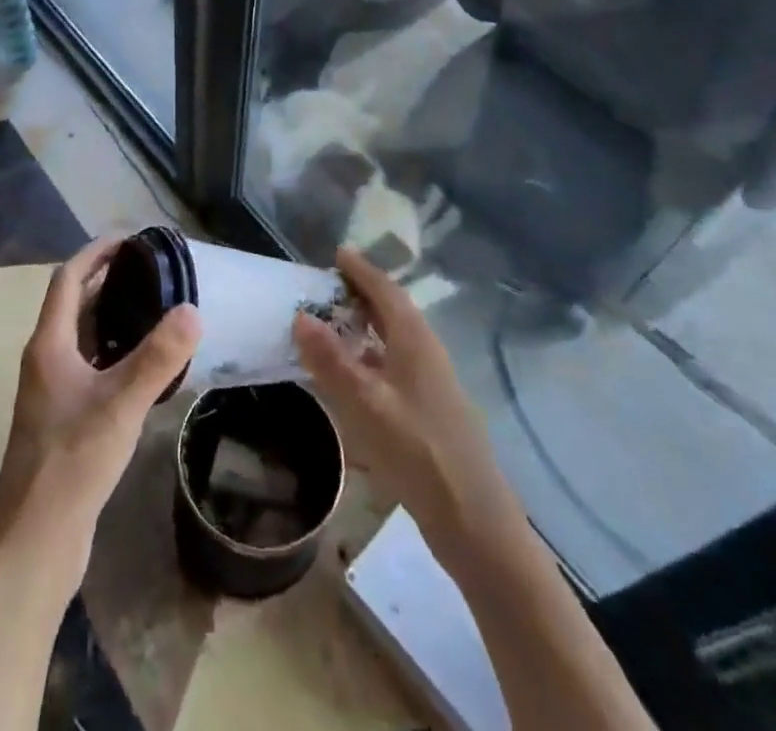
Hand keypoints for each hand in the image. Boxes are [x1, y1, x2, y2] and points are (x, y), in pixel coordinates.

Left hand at [0, 236, 201, 586]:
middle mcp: (46, 360)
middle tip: (153, 270)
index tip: (130, 239)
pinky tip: (145, 365)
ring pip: (83, 338)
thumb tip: (193, 310)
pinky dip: (115, 351)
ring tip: (155, 307)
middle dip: (109, 281)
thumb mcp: (120, 405)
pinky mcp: (65, 418)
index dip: (96, 253)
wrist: (34, 541)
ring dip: (112, 316)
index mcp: (49, 344)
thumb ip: (158, 357)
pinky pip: (91, 367)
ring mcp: (53, 391)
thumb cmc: (71, 462)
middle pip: (75, 305)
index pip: (68, 279)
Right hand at [293, 247, 522, 562]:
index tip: (337, 253)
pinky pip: (393, 366)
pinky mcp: (428, 410)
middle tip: (326, 286)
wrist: (474, 521)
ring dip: (364, 327)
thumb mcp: (367, 404)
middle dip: (361, 294)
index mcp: (415, 340)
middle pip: (392, 311)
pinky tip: (351, 377)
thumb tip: (300, 316)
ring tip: (331, 325)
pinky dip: (369, 358)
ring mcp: (431, 383)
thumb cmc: (419, 452)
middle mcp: (426, 353)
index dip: (361, 270)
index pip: (386, 290)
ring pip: (393, 340)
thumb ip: (332, 360)